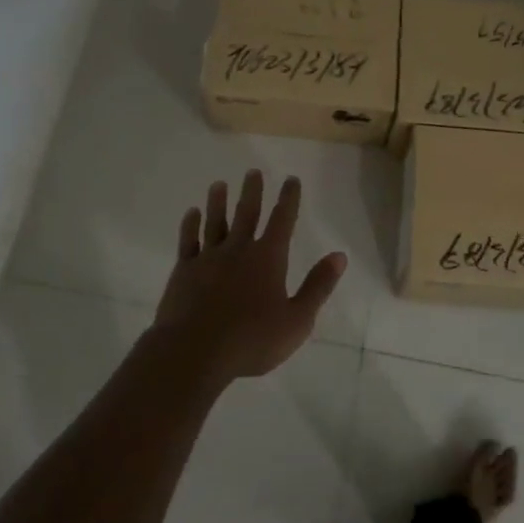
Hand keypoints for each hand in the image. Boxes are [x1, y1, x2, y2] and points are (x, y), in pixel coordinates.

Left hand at [153, 170, 346, 383]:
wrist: (194, 351)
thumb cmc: (251, 340)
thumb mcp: (297, 320)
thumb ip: (318, 286)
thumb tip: (339, 256)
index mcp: (268, 258)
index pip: (282, 220)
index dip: (288, 198)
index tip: (291, 179)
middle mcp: (238, 249)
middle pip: (247, 213)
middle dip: (253, 191)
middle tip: (253, 171)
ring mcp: (208, 258)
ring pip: (215, 222)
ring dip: (218, 202)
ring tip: (219, 184)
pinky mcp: (184, 271)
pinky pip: (188, 241)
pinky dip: (190, 225)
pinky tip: (191, 213)